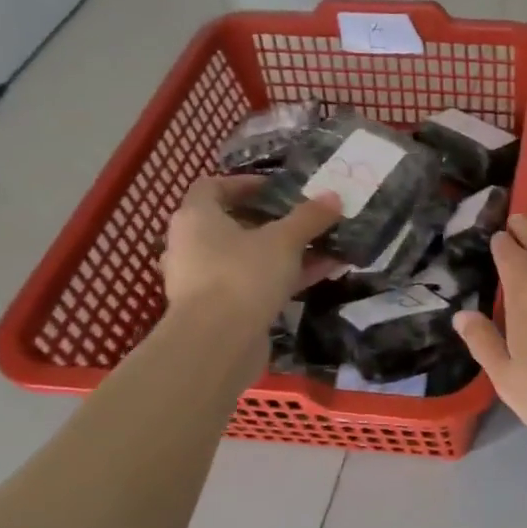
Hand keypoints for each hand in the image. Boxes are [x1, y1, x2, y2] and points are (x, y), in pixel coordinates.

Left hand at [161, 176, 341, 328]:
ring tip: (321, 246)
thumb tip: (334, 195)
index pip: (212, 187)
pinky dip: (282, 277)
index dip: (243, 183)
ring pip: (247, 257)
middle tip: (303, 218)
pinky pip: (253, 284)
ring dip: (282, 252)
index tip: (276, 187)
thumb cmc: (242, 275)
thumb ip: (309, 217)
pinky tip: (320, 274)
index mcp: (196, 218)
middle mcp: (192, 245)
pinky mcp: (219, 309)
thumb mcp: (284, 240)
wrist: (217, 344)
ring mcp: (204, 280)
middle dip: (270, 221)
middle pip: (231, 224)